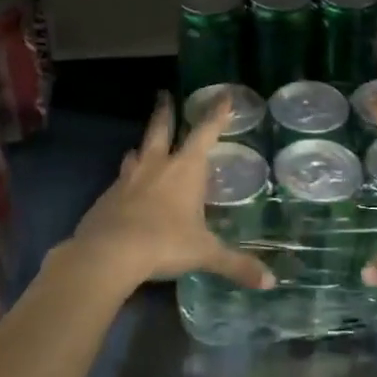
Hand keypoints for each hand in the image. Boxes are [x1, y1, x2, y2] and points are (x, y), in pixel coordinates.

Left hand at [62, 92, 275, 293]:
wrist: (107, 253)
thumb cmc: (164, 243)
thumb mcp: (205, 254)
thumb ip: (236, 264)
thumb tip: (270, 282)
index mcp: (185, 169)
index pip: (205, 132)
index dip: (217, 113)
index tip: (223, 95)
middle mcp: (157, 165)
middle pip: (161, 129)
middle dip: (165, 111)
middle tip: (163, 94)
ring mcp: (128, 179)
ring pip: (136, 153)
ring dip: (142, 147)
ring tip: (142, 147)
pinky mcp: (106, 197)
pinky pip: (120, 180)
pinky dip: (127, 179)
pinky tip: (127, 189)